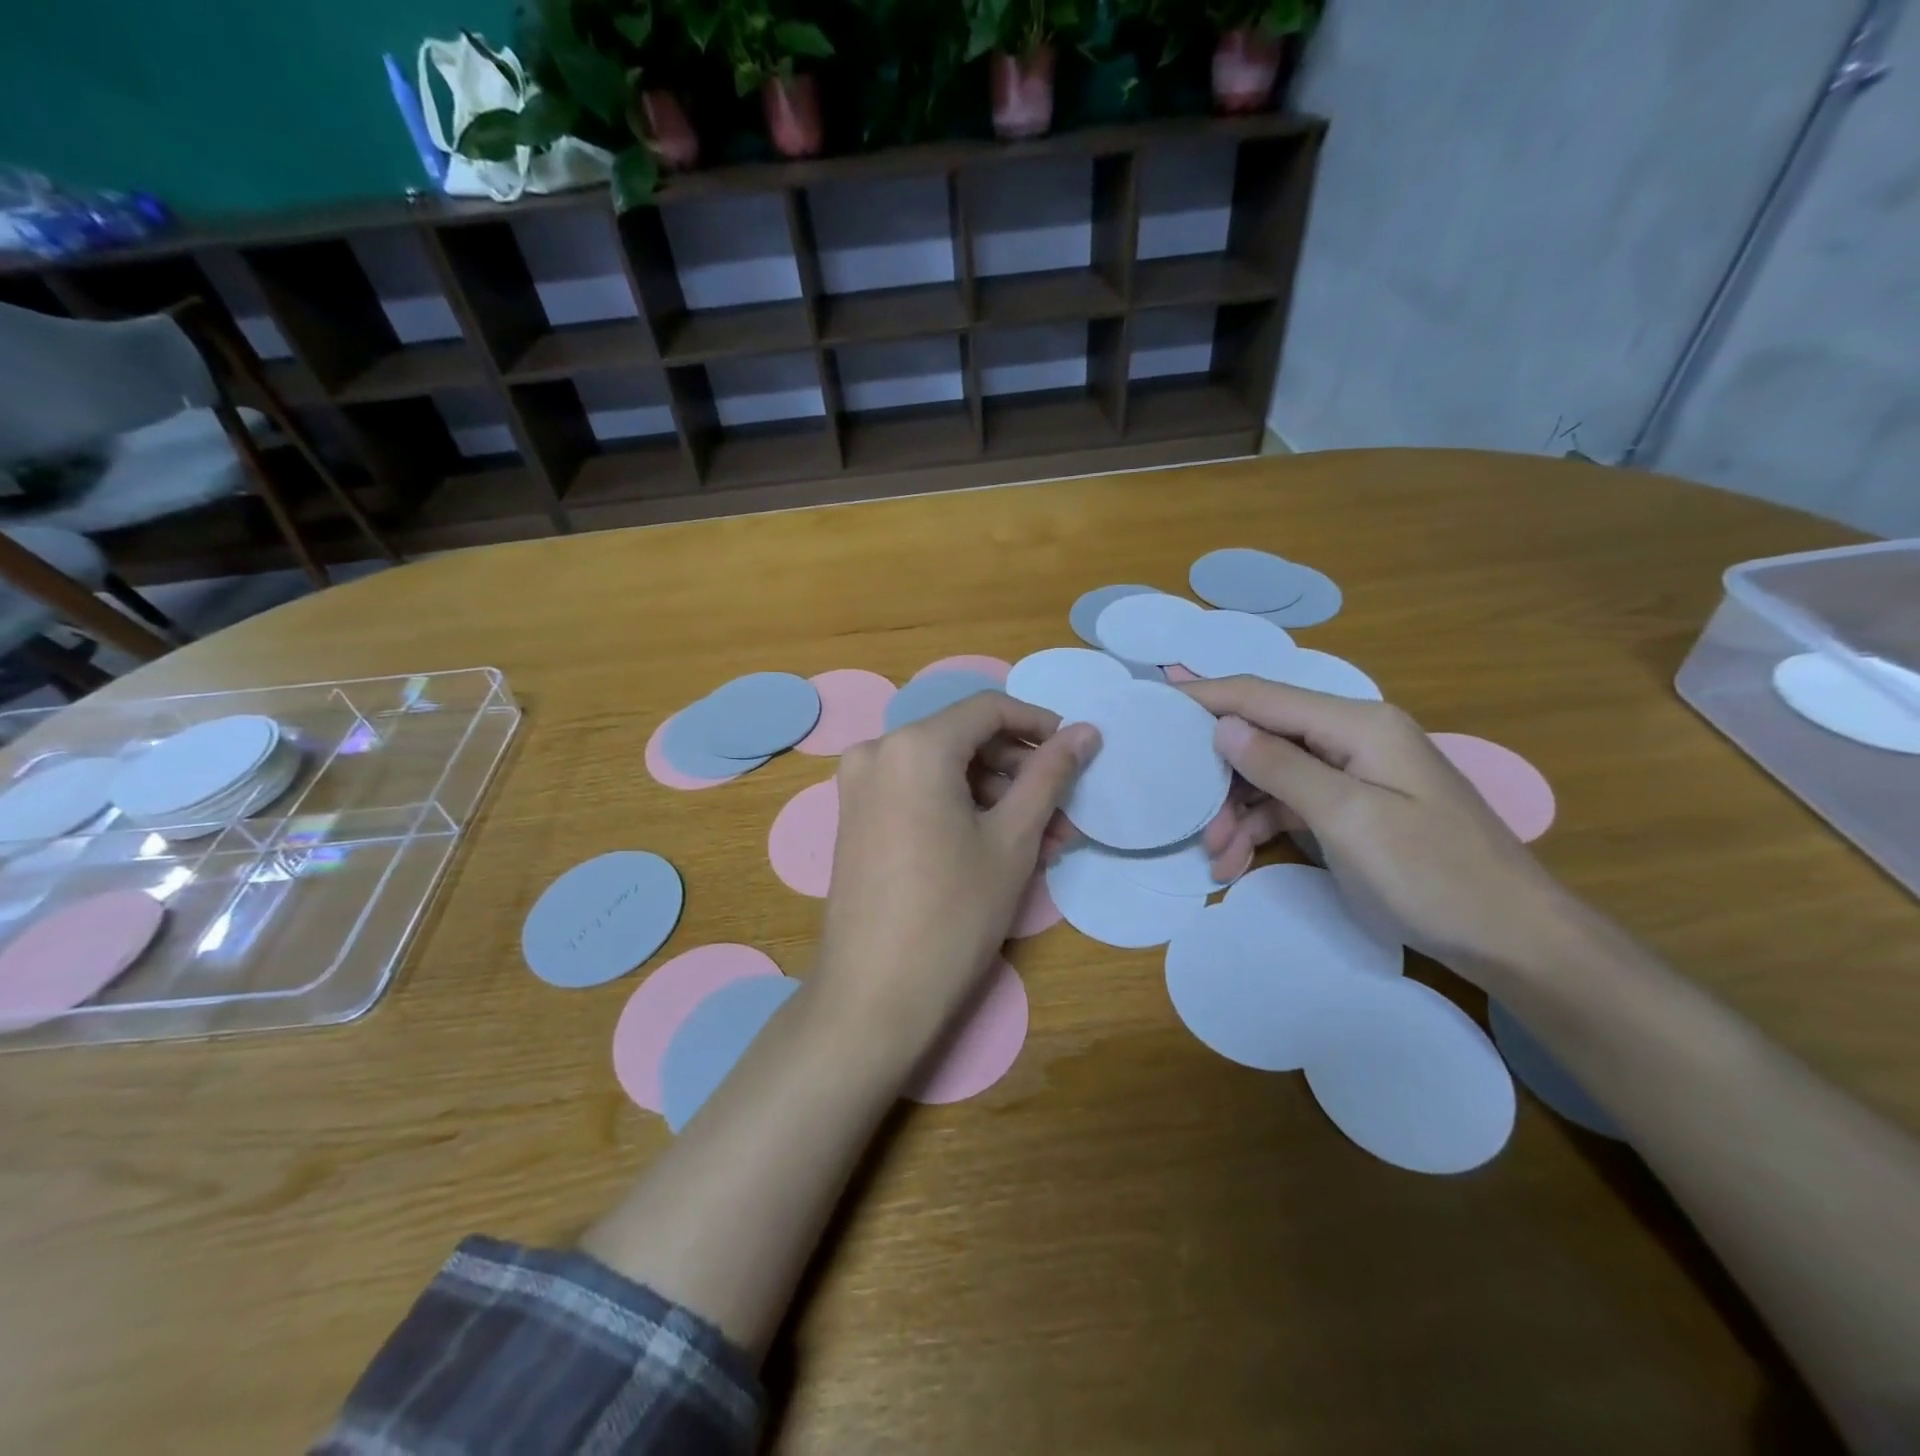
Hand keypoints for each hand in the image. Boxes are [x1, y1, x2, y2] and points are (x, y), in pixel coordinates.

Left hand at [816, 692, 1098, 1056]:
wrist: (874, 994)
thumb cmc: (954, 912)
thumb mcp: (1012, 839)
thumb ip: (1050, 775)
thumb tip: (1086, 732)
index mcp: (914, 745)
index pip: (989, 709)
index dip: (1039, 724)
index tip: (1076, 752)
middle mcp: (878, 750)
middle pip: (965, 740)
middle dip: (1020, 772)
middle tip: (1063, 816)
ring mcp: (859, 785)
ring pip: (944, 770)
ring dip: (996, 797)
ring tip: (1043, 843)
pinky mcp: (855, 817)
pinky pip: (918, 793)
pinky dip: (960, 809)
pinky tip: (997, 847)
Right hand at [1179, 677, 1569, 975]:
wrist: (1513, 938)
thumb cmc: (1433, 873)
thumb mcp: (1349, 818)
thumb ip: (1282, 766)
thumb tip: (1222, 726)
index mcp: (1356, 724)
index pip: (1262, 696)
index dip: (1205, 697)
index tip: (1153, 708)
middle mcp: (1352, 737)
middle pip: (1263, 737)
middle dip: (1219, 775)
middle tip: (1187, 816)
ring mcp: (1354, 773)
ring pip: (1271, 776)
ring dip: (1236, 811)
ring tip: (1215, 856)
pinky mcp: (1354, 807)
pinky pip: (1291, 805)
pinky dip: (1261, 828)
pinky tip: (1238, 862)